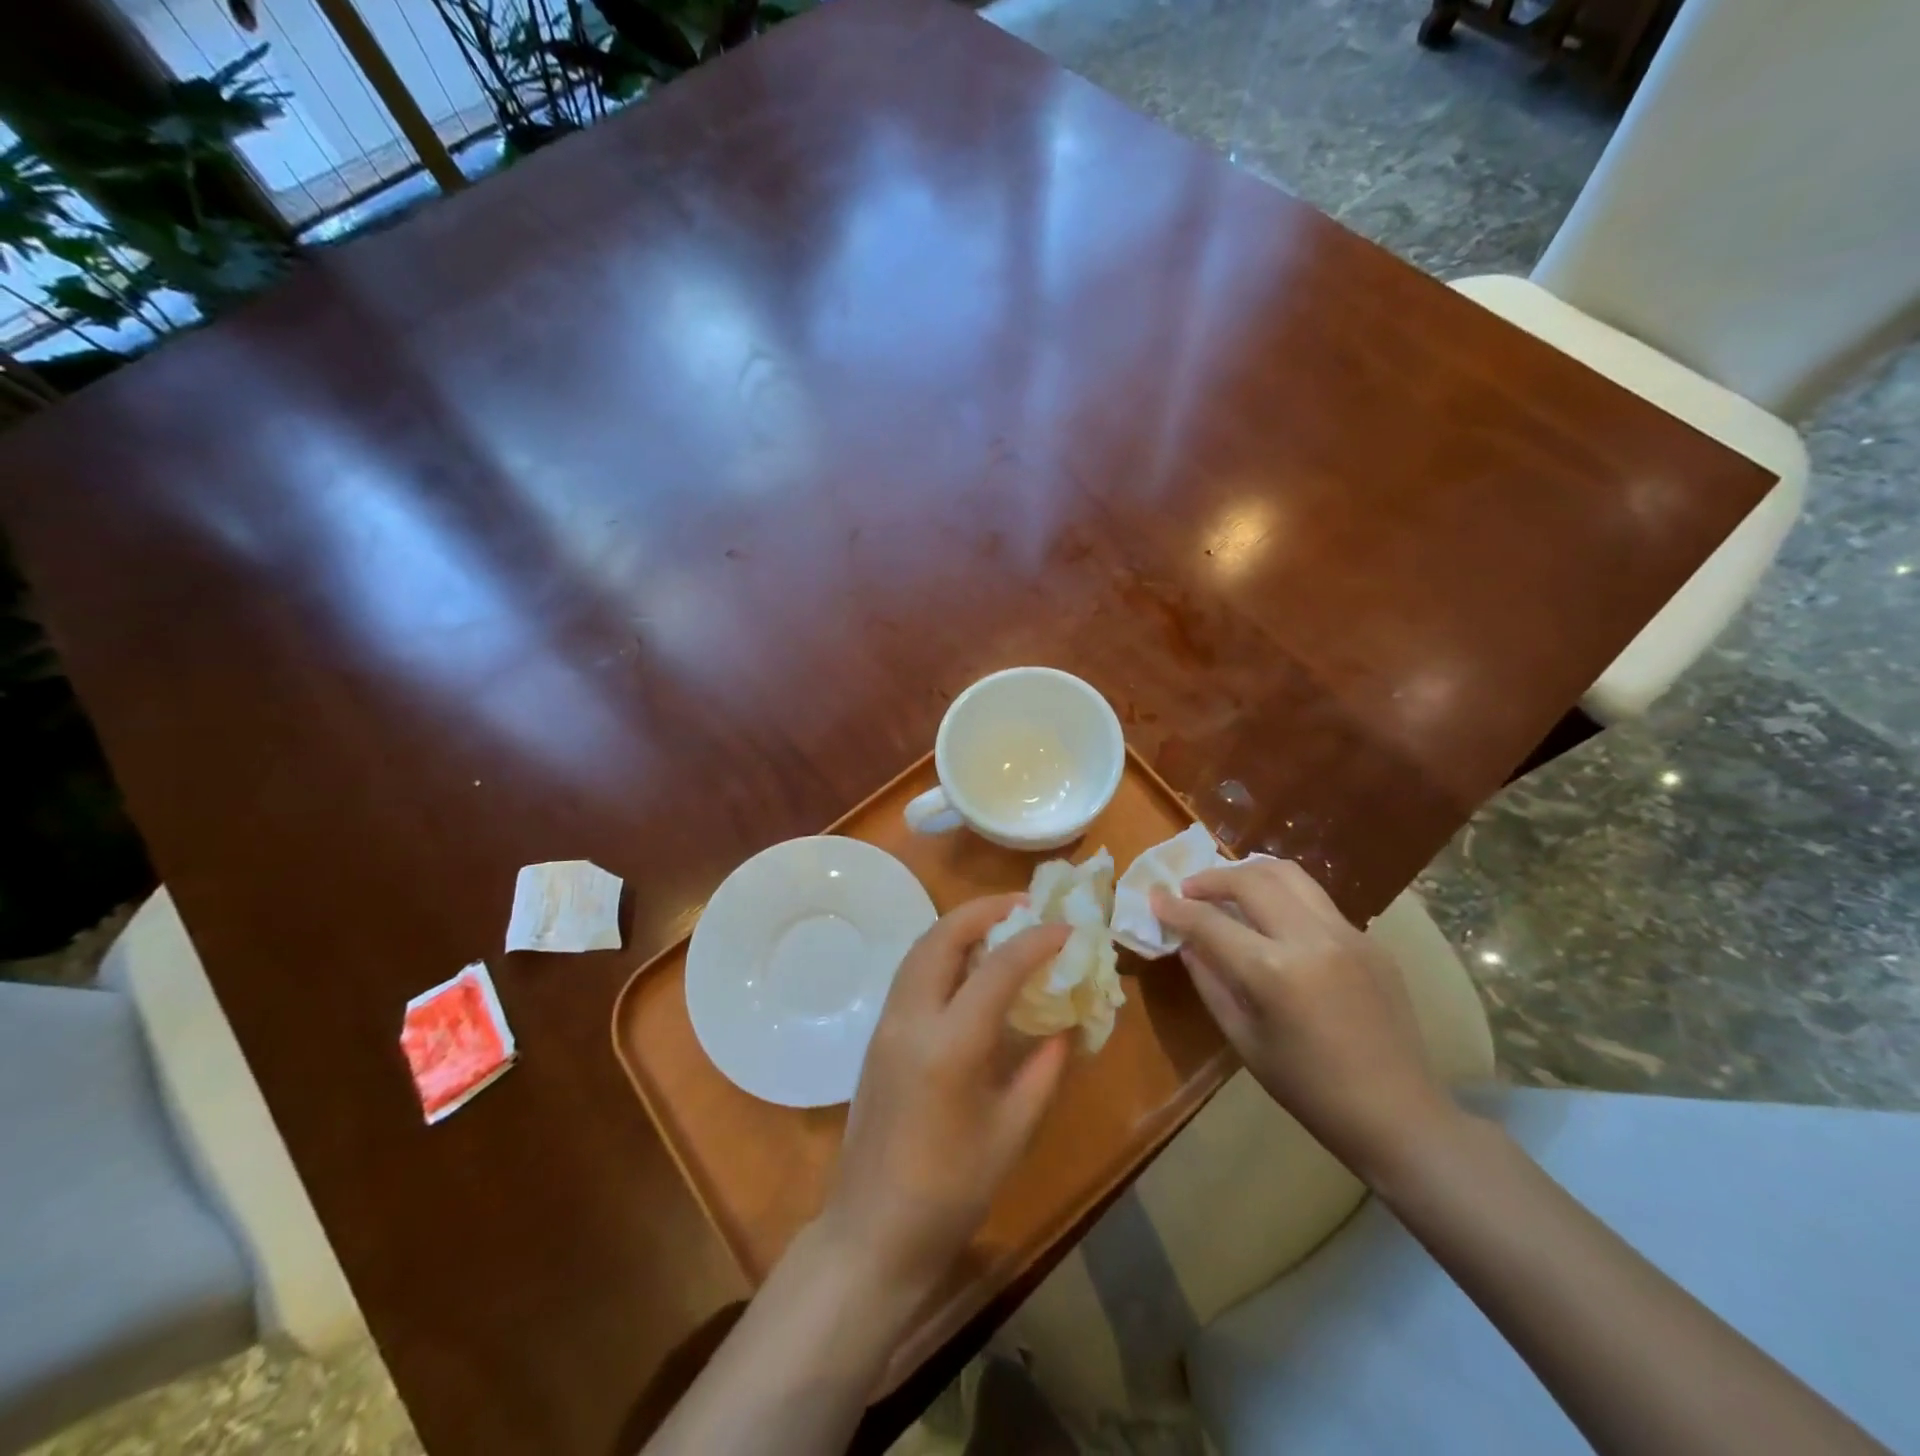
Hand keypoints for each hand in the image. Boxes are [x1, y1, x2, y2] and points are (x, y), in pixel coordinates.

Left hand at [817, 896, 1070, 1294]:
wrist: (872, 1231)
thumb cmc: (950, 1191)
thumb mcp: (1011, 1132)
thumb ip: (1042, 1070)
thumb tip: (1066, 1025)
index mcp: (949, 1045)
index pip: (997, 968)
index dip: (1036, 941)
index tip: (1067, 928)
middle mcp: (911, 1019)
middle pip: (942, 937)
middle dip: (984, 911)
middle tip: (1024, 905)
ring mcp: (887, 1024)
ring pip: (920, 949)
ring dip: (959, 926)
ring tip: (999, 925)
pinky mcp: (877, 1036)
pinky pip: (911, 973)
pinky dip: (941, 952)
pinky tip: (968, 966)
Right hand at [1152, 859, 1451, 1180]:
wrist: (1399, 1115)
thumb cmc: (1310, 1090)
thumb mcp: (1244, 1040)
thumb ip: (1210, 982)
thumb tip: (1188, 942)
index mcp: (1275, 972)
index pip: (1211, 922)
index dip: (1176, 907)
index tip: (1155, 896)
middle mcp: (1312, 939)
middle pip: (1251, 879)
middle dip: (1211, 878)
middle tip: (1189, 890)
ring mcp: (1348, 934)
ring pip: (1289, 875)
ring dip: (1250, 873)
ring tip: (1229, 888)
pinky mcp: (1371, 940)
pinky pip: (1317, 902)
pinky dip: (1284, 898)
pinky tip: (1274, 922)